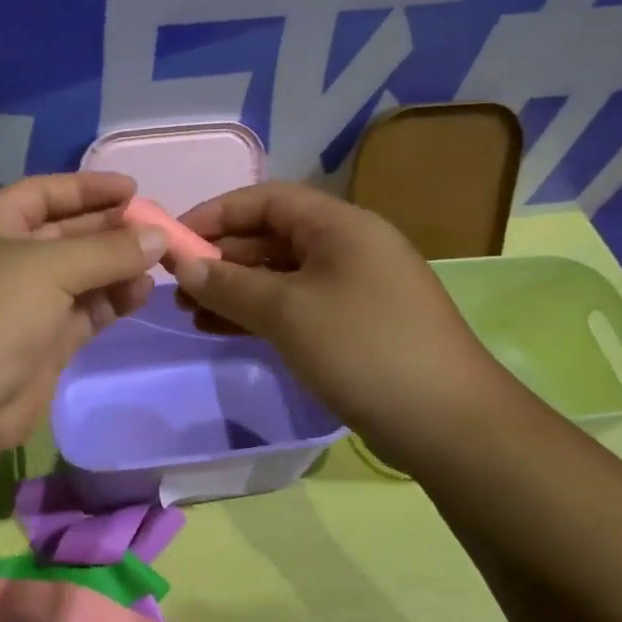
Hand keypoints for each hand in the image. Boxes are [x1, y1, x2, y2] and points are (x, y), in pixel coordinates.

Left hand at [0, 172, 165, 455]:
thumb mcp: (48, 268)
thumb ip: (108, 250)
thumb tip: (159, 236)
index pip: (43, 194)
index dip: (87, 189)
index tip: (134, 189)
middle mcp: (5, 259)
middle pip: (66, 233)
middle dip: (110, 229)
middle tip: (158, 228)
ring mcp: (25, 303)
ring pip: (80, 274)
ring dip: (117, 267)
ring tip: (159, 263)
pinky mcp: (44, 341)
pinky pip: (85, 310)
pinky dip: (111, 300)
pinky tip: (142, 292)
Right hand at [172, 182, 507, 443]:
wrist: (448, 423)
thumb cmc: (363, 349)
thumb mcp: (287, 312)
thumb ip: (229, 285)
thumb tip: (182, 266)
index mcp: (340, 225)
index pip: (266, 199)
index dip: (216, 214)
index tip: (173, 241)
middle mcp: (348, 246)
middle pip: (271, 236)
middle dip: (221, 257)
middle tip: (176, 284)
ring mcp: (353, 288)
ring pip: (280, 275)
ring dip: (233, 289)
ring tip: (188, 312)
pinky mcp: (353, 325)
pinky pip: (295, 306)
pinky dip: (258, 313)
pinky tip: (220, 329)